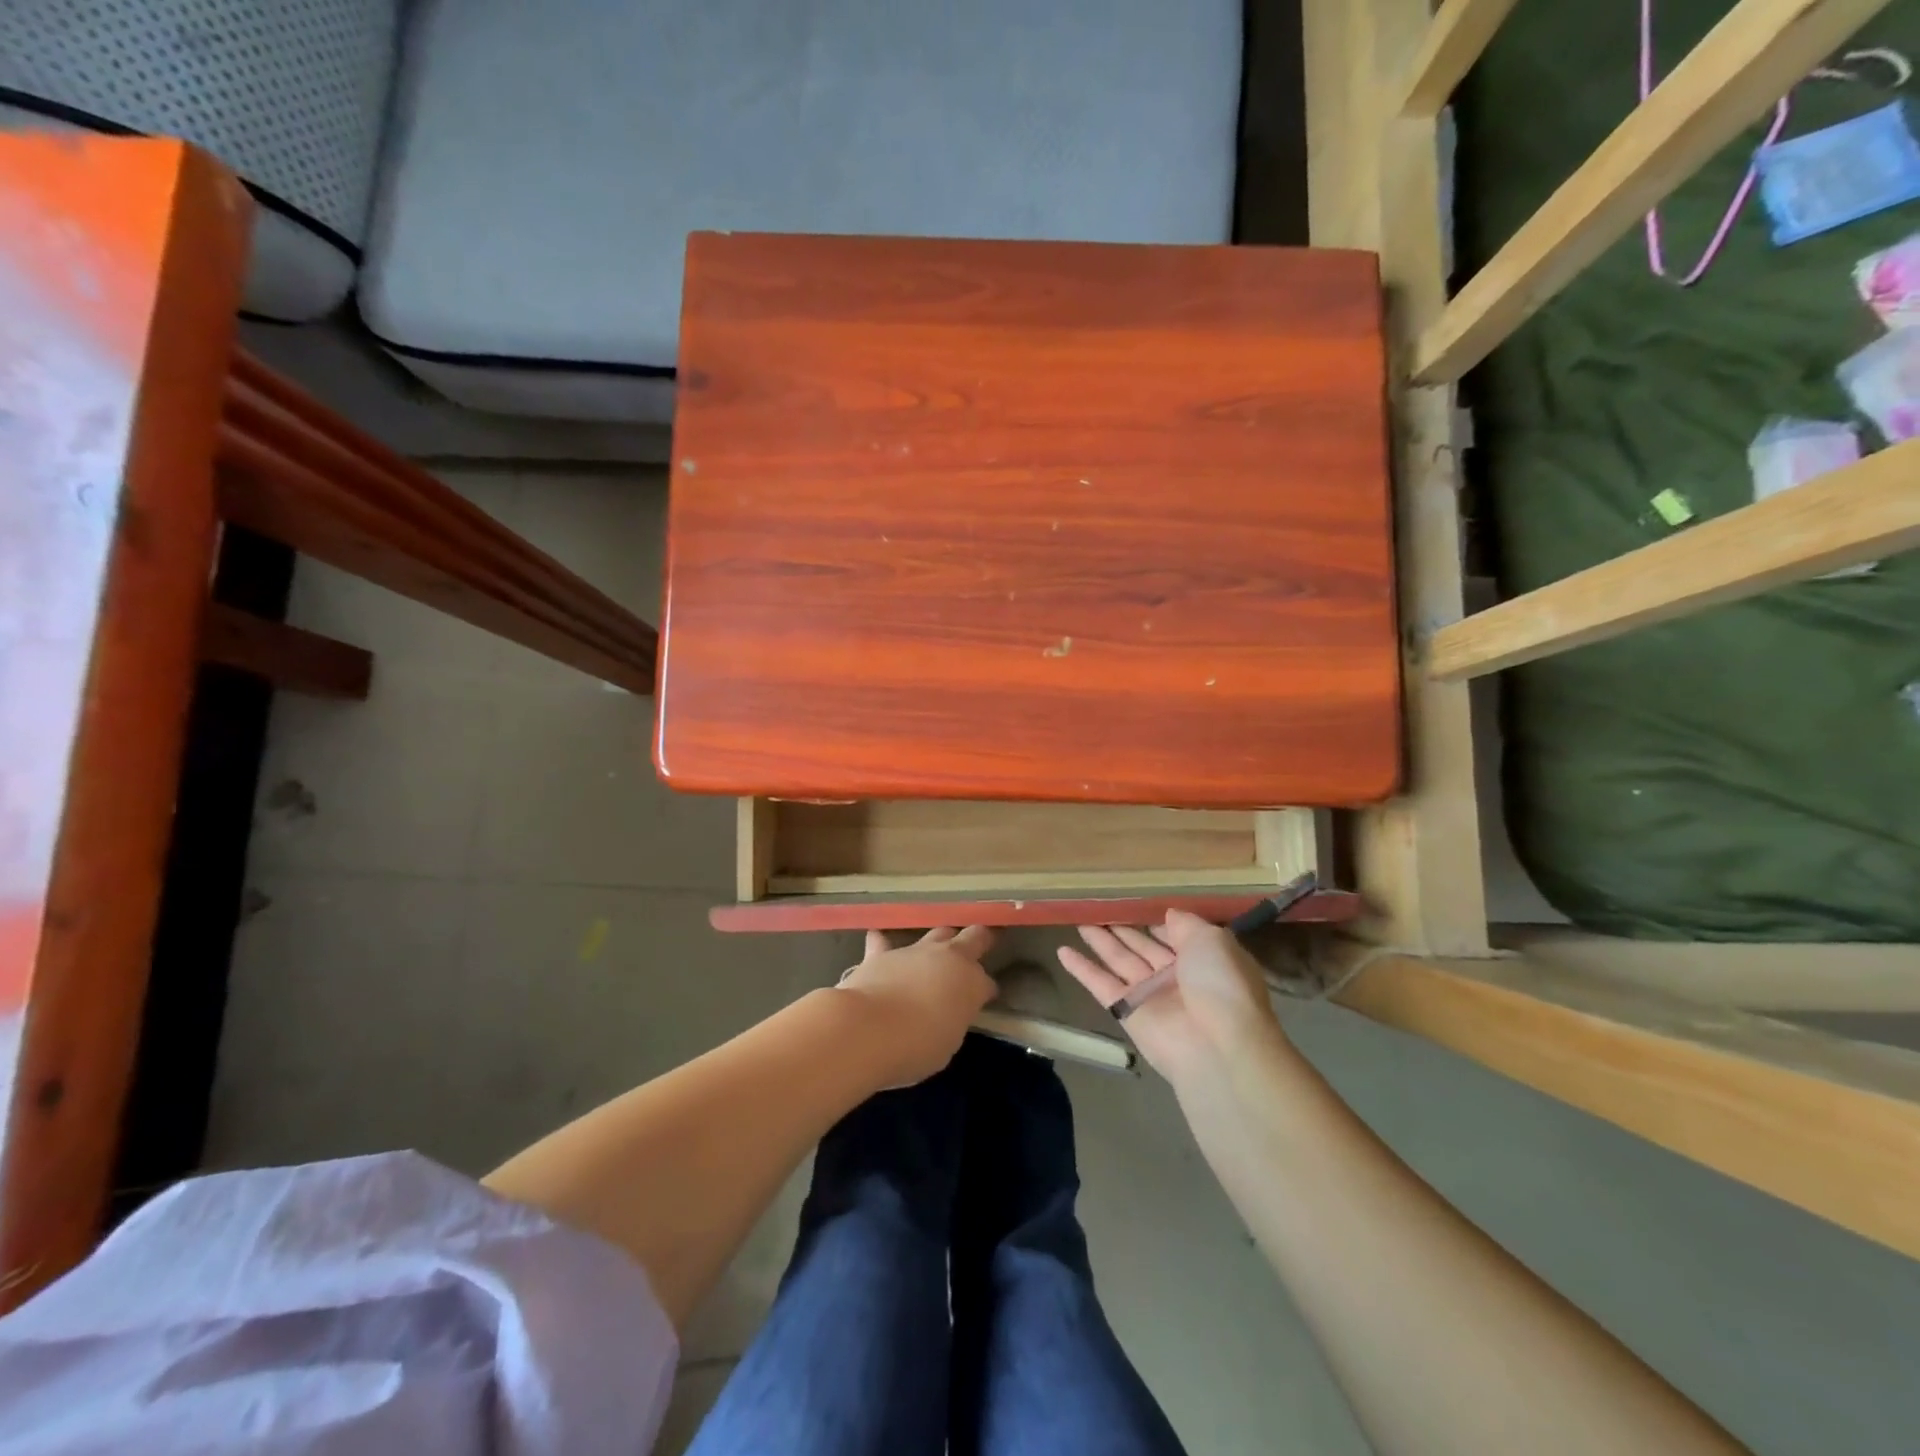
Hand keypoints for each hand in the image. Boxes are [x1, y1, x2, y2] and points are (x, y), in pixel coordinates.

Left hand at [835, 927, 997, 1086]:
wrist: (868, 1029)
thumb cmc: (916, 1047)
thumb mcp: (947, 1042)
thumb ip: (951, 1019)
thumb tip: (947, 1011)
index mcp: (971, 983)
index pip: (986, 982)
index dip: (985, 990)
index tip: (983, 999)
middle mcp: (948, 958)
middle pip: (972, 937)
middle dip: (978, 940)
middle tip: (981, 944)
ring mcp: (914, 951)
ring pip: (936, 933)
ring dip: (940, 941)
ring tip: (937, 948)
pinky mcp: (881, 954)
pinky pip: (883, 942)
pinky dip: (882, 943)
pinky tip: (878, 941)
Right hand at [1058, 911, 1282, 1083]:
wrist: (1217, 1046)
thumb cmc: (1220, 984)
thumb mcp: (1211, 940)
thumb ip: (1186, 924)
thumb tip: (1168, 914)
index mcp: (1203, 958)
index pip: (1175, 934)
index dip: (1155, 919)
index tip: (1133, 902)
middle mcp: (1176, 976)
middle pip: (1143, 946)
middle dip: (1123, 928)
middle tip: (1097, 908)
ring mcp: (1150, 995)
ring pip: (1120, 961)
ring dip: (1100, 942)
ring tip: (1078, 920)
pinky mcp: (1127, 1012)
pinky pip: (1101, 984)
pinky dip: (1082, 969)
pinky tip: (1062, 951)